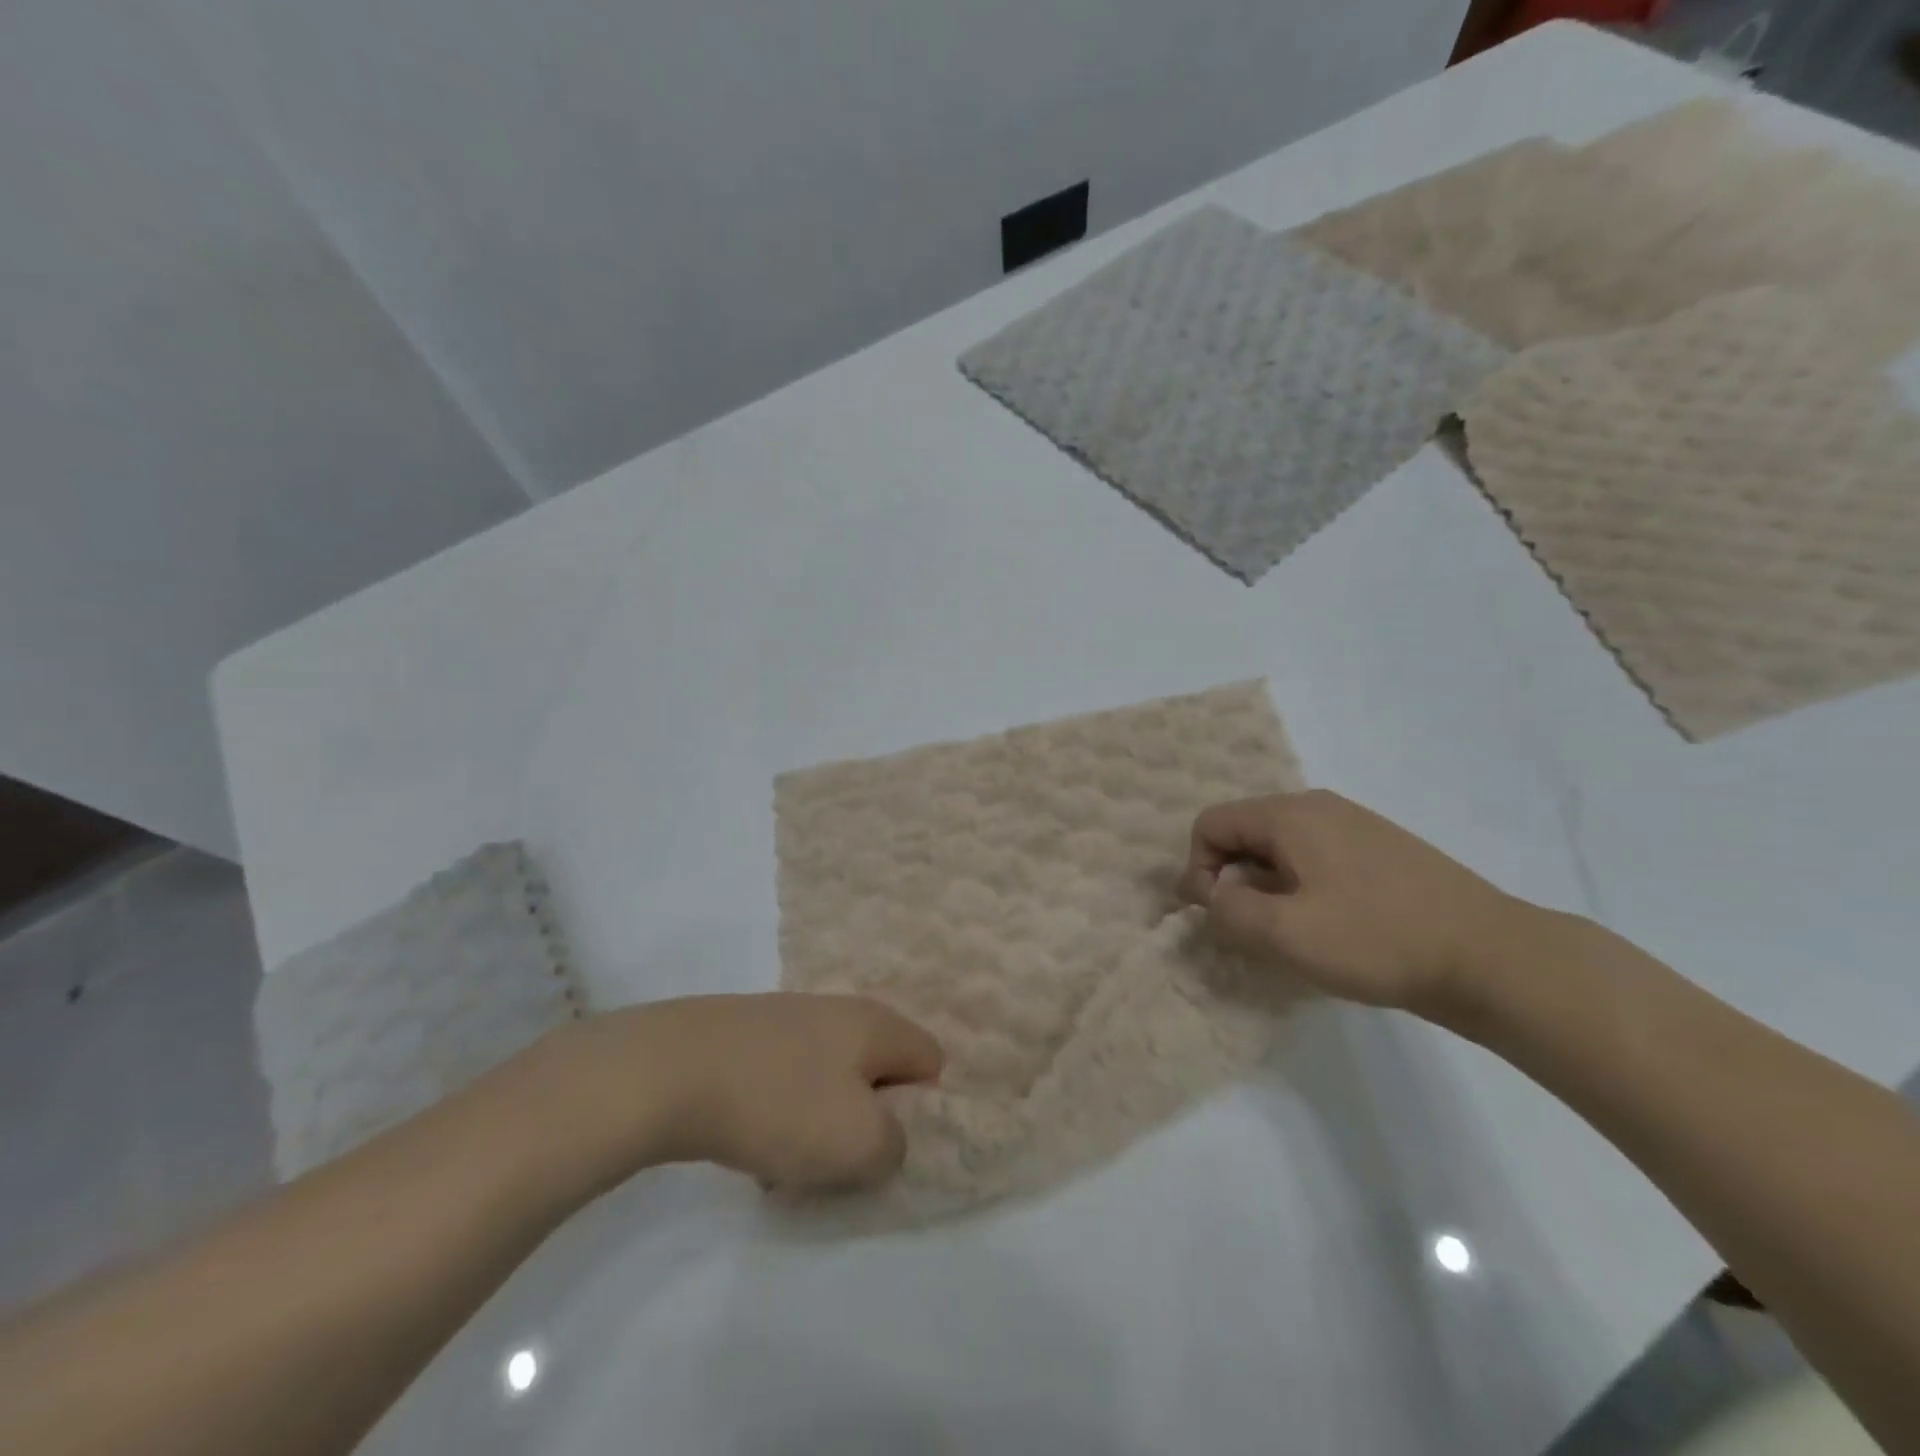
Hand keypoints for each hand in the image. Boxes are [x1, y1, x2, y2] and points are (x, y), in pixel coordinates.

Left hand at [548, 994, 943, 1194]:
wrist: (670, 1070)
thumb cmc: (779, 1103)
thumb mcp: (859, 1143)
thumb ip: (896, 1147)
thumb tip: (885, 1137)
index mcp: (878, 1024)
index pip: (932, 1062)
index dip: (924, 1109)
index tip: (887, 1145)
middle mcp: (842, 1010)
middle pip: (879, 1072)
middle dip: (868, 1121)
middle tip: (839, 1161)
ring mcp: (792, 1018)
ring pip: (831, 1080)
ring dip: (821, 1124)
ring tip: (788, 1161)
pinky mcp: (750, 1034)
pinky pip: (788, 1079)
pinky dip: (781, 1113)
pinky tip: (750, 1142)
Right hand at [1180, 790, 1530, 1014]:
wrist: (1492, 957)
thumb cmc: (1378, 940)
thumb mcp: (1285, 934)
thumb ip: (1228, 909)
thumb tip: (1215, 893)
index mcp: (1290, 815)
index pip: (1210, 824)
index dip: (1198, 870)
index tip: (1218, 916)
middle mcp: (1318, 806)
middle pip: (1244, 831)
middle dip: (1233, 879)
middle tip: (1254, 929)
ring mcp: (1354, 823)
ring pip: (1280, 846)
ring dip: (1267, 885)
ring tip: (1292, 931)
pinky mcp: (1380, 847)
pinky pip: (1315, 856)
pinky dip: (1301, 885)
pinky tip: (1331, 924)